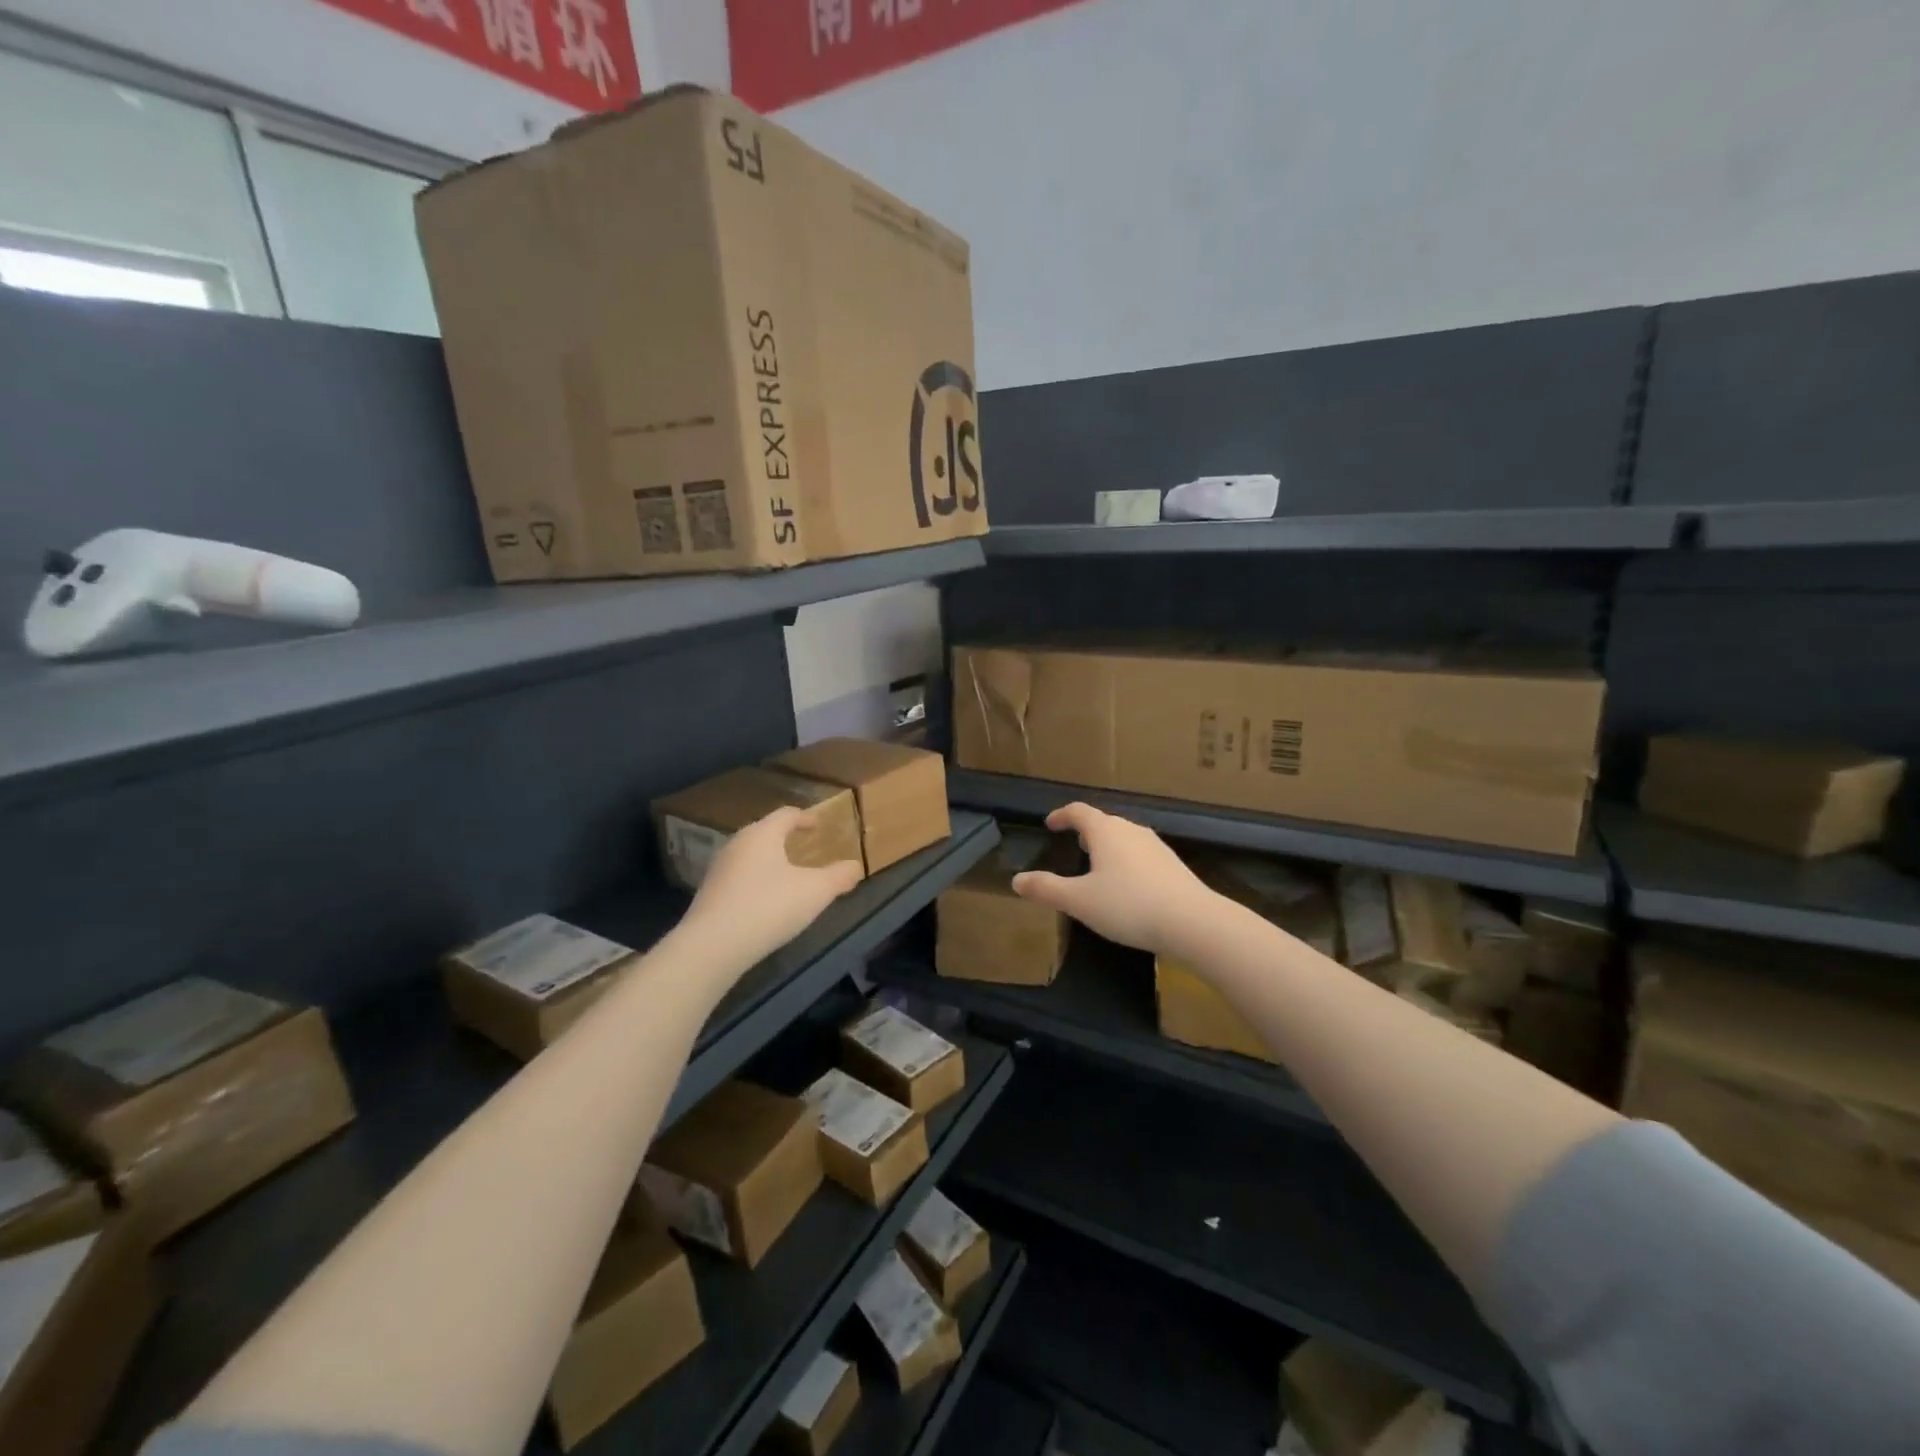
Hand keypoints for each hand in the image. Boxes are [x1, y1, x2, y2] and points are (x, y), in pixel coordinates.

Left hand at [680, 807, 862, 970]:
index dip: (805, 817)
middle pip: (765, 832)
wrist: (712, 946)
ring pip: (750, 855)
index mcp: (763, 834)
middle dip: (785, 837)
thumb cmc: (769, 907)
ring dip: (770, 860)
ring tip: (787, 875)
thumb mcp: (816, 892)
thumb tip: (856, 866)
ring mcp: (719, 869)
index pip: (786, 814)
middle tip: (804, 847)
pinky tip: (765, 901)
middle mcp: (737, 844)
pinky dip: (756, 881)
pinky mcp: (709, 894)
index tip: (818, 825)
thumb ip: (839, 876)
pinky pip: (739, 877)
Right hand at [1012, 802, 1216, 953]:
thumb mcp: (1079, 901)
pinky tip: (1127, 885)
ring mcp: (1155, 846)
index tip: (1050, 823)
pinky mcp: (1172, 865)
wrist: (1193, 922)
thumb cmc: (1129, 905)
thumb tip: (1016, 880)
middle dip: (1086, 830)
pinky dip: (1126, 860)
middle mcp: (1131, 830)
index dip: (1062, 815)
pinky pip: (1140, 854)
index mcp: (1105, 831)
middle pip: (1104, 822)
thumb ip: (1046, 889)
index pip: (1079, 811)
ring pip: (1124, 837)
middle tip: (1073, 842)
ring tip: (1098, 864)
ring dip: (1108, 845)